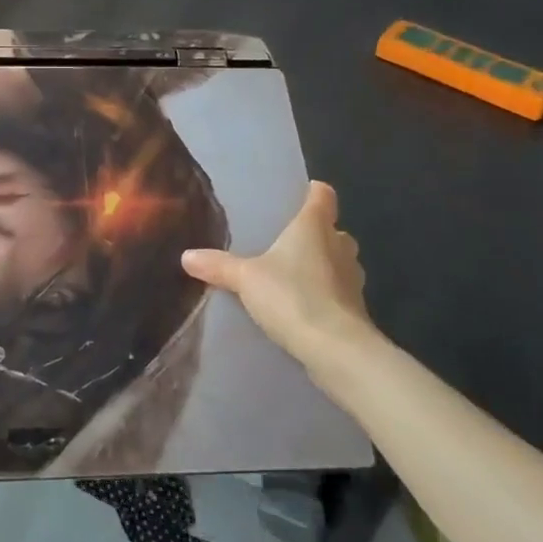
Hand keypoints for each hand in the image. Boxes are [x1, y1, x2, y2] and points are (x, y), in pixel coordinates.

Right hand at [182, 182, 373, 372]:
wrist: (336, 350)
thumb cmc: (293, 296)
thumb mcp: (245, 278)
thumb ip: (218, 265)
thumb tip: (186, 256)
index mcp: (314, 226)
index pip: (323, 195)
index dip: (313, 192)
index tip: (299, 194)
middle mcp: (339, 246)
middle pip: (333, 230)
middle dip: (316, 234)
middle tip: (286, 242)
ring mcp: (353, 280)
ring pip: (339, 262)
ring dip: (322, 266)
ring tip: (292, 275)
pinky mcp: (356, 310)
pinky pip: (338, 292)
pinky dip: (325, 295)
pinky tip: (302, 307)